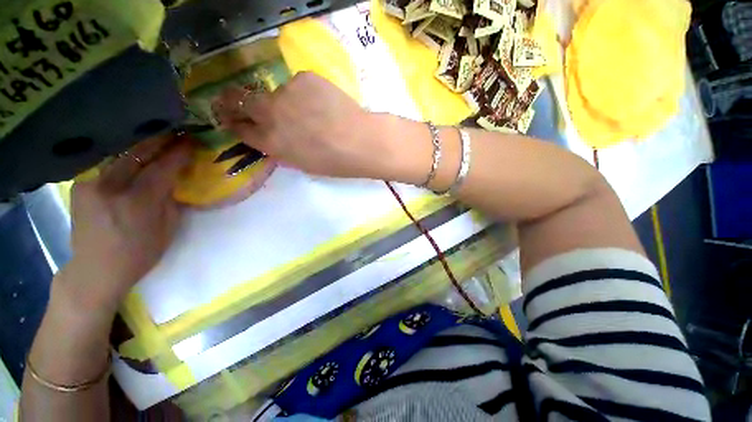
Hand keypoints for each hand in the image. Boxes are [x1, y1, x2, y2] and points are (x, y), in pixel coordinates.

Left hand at [59, 134, 190, 314]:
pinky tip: (135, 151)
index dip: (179, 153)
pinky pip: (108, 162)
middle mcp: (111, 187)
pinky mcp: (81, 184)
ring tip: (159, 137)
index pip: (162, 168)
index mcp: (137, 202)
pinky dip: (125, 154)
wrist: (96, 268)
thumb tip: (177, 178)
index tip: (192, 142)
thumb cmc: (139, 253)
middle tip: (178, 132)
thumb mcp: (168, 229)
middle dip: (161, 141)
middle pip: (138, 154)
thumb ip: (171, 199)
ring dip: (143, 144)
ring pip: (121, 154)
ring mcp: (91, 183)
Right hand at [213, 72, 401, 179]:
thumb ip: (281, 148)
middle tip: (235, 100)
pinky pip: (298, 85)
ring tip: (313, 113)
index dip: (236, 123)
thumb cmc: (335, 162)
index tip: (234, 119)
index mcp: (270, 143)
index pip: (241, 129)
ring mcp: (285, 92)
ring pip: (276, 92)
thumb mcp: (303, 163)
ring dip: (286, 101)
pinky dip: (306, 94)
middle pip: (240, 100)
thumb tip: (272, 136)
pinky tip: (324, 104)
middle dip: (233, 101)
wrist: (360, 141)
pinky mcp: (304, 78)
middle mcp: (270, 115)